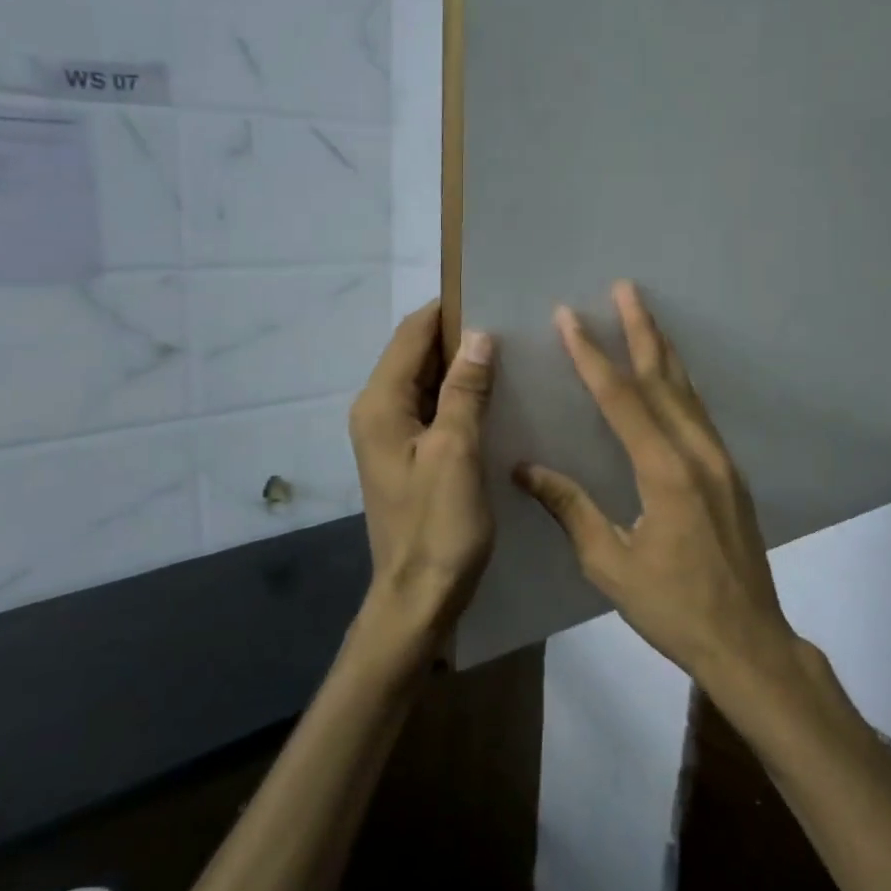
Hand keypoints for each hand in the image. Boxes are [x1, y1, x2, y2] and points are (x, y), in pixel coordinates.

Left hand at [348, 302, 497, 654]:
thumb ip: (465, 391)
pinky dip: (461, 396)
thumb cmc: (438, 526)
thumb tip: (479, 336)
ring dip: (463, 366)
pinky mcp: (410, 456)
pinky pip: (435, 409)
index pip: (411, 334)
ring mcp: (392, 436)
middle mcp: (378, 412)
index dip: (447, 310)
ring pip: (428, 382)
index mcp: (380, 404)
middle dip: (459, 336)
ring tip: (512, 352)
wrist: (419, 597)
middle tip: (512, 322)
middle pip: (416, 354)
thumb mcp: (456, 452)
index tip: (491, 293)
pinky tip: (497, 396)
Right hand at [514, 282, 798, 691]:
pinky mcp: (731, 475)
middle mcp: (698, 454)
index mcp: (665, 472)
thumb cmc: (673, 608)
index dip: (593, 355)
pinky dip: (680, 386)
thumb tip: (525, 469)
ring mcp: (721, 462)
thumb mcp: (610, 564)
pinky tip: (670, 379)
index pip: (622, 399)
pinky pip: (700, 415)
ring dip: (664, 351)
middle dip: (642, 330)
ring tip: (645, 316)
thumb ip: (571, 509)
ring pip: (688, 392)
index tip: (571, 317)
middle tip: (625, 287)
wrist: (747, 641)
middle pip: (664, 379)